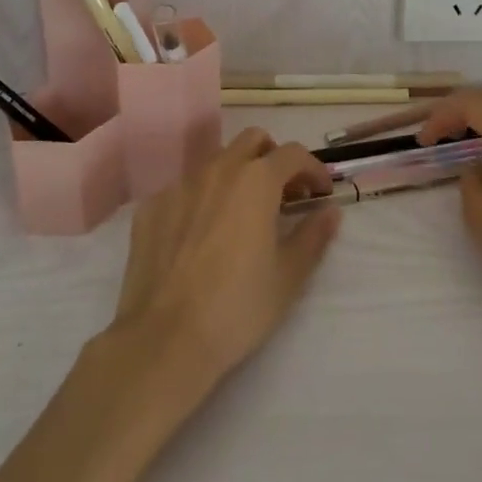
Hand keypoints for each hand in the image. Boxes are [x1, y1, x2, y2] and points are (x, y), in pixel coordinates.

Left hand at [108, 129, 339, 391]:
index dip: (313, 169)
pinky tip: (201, 233)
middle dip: (273, 158)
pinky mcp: (152, 206)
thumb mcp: (288, 276)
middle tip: (283, 194)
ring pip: (217, 161)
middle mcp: (218, 169)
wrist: (164, 340)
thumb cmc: (236, 307)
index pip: (294, 154)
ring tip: (242, 212)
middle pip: (253, 141)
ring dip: (237, 174)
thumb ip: (313, 236)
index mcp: (256, 180)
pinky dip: (202, 198)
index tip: (320, 193)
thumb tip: (330, 211)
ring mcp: (180, 184)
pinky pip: (185, 188)